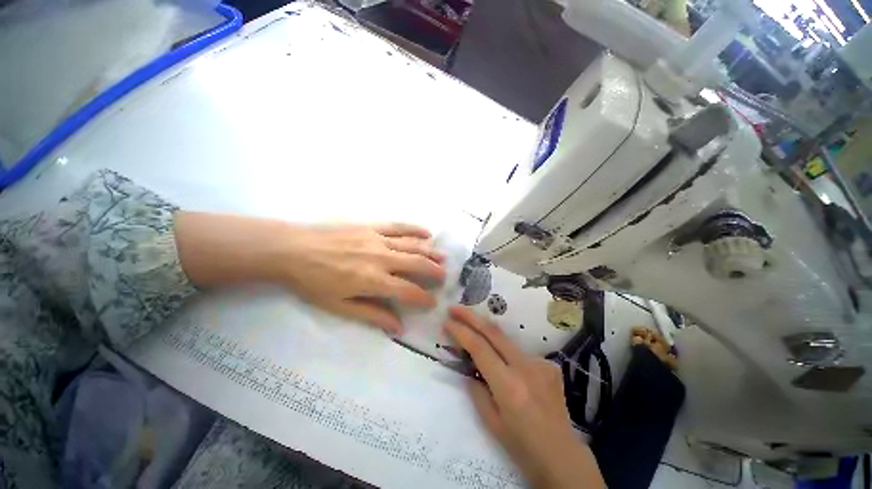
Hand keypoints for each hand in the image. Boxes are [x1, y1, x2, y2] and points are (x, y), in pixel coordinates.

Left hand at [280, 223, 445, 333]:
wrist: (292, 250)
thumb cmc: (313, 282)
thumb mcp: (339, 306)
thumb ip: (372, 315)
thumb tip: (398, 327)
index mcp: (374, 280)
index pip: (409, 291)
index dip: (424, 298)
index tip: (433, 302)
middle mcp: (382, 258)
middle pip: (417, 265)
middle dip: (434, 273)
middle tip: (444, 278)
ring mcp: (379, 239)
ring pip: (413, 246)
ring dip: (431, 253)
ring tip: (443, 258)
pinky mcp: (372, 226)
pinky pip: (399, 227)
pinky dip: (415, 229)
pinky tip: (427, 233)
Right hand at [444, 306, 605, 488]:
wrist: (562, 455)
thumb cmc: (522, 445)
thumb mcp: (490, 422)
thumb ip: (476, 388)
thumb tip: (470, 366)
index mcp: (508, 386)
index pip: (479, 347)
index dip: (460, 331)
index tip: (446, 321)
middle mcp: (525, 368)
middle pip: (493, 332)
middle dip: (471, 316)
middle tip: (454, 308)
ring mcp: (540, 363)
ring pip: (506, 339)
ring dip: (486, 332)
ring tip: (473, 329)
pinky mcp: (549, 364)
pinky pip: (520, 352)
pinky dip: (506, 353)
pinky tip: (506, 366)